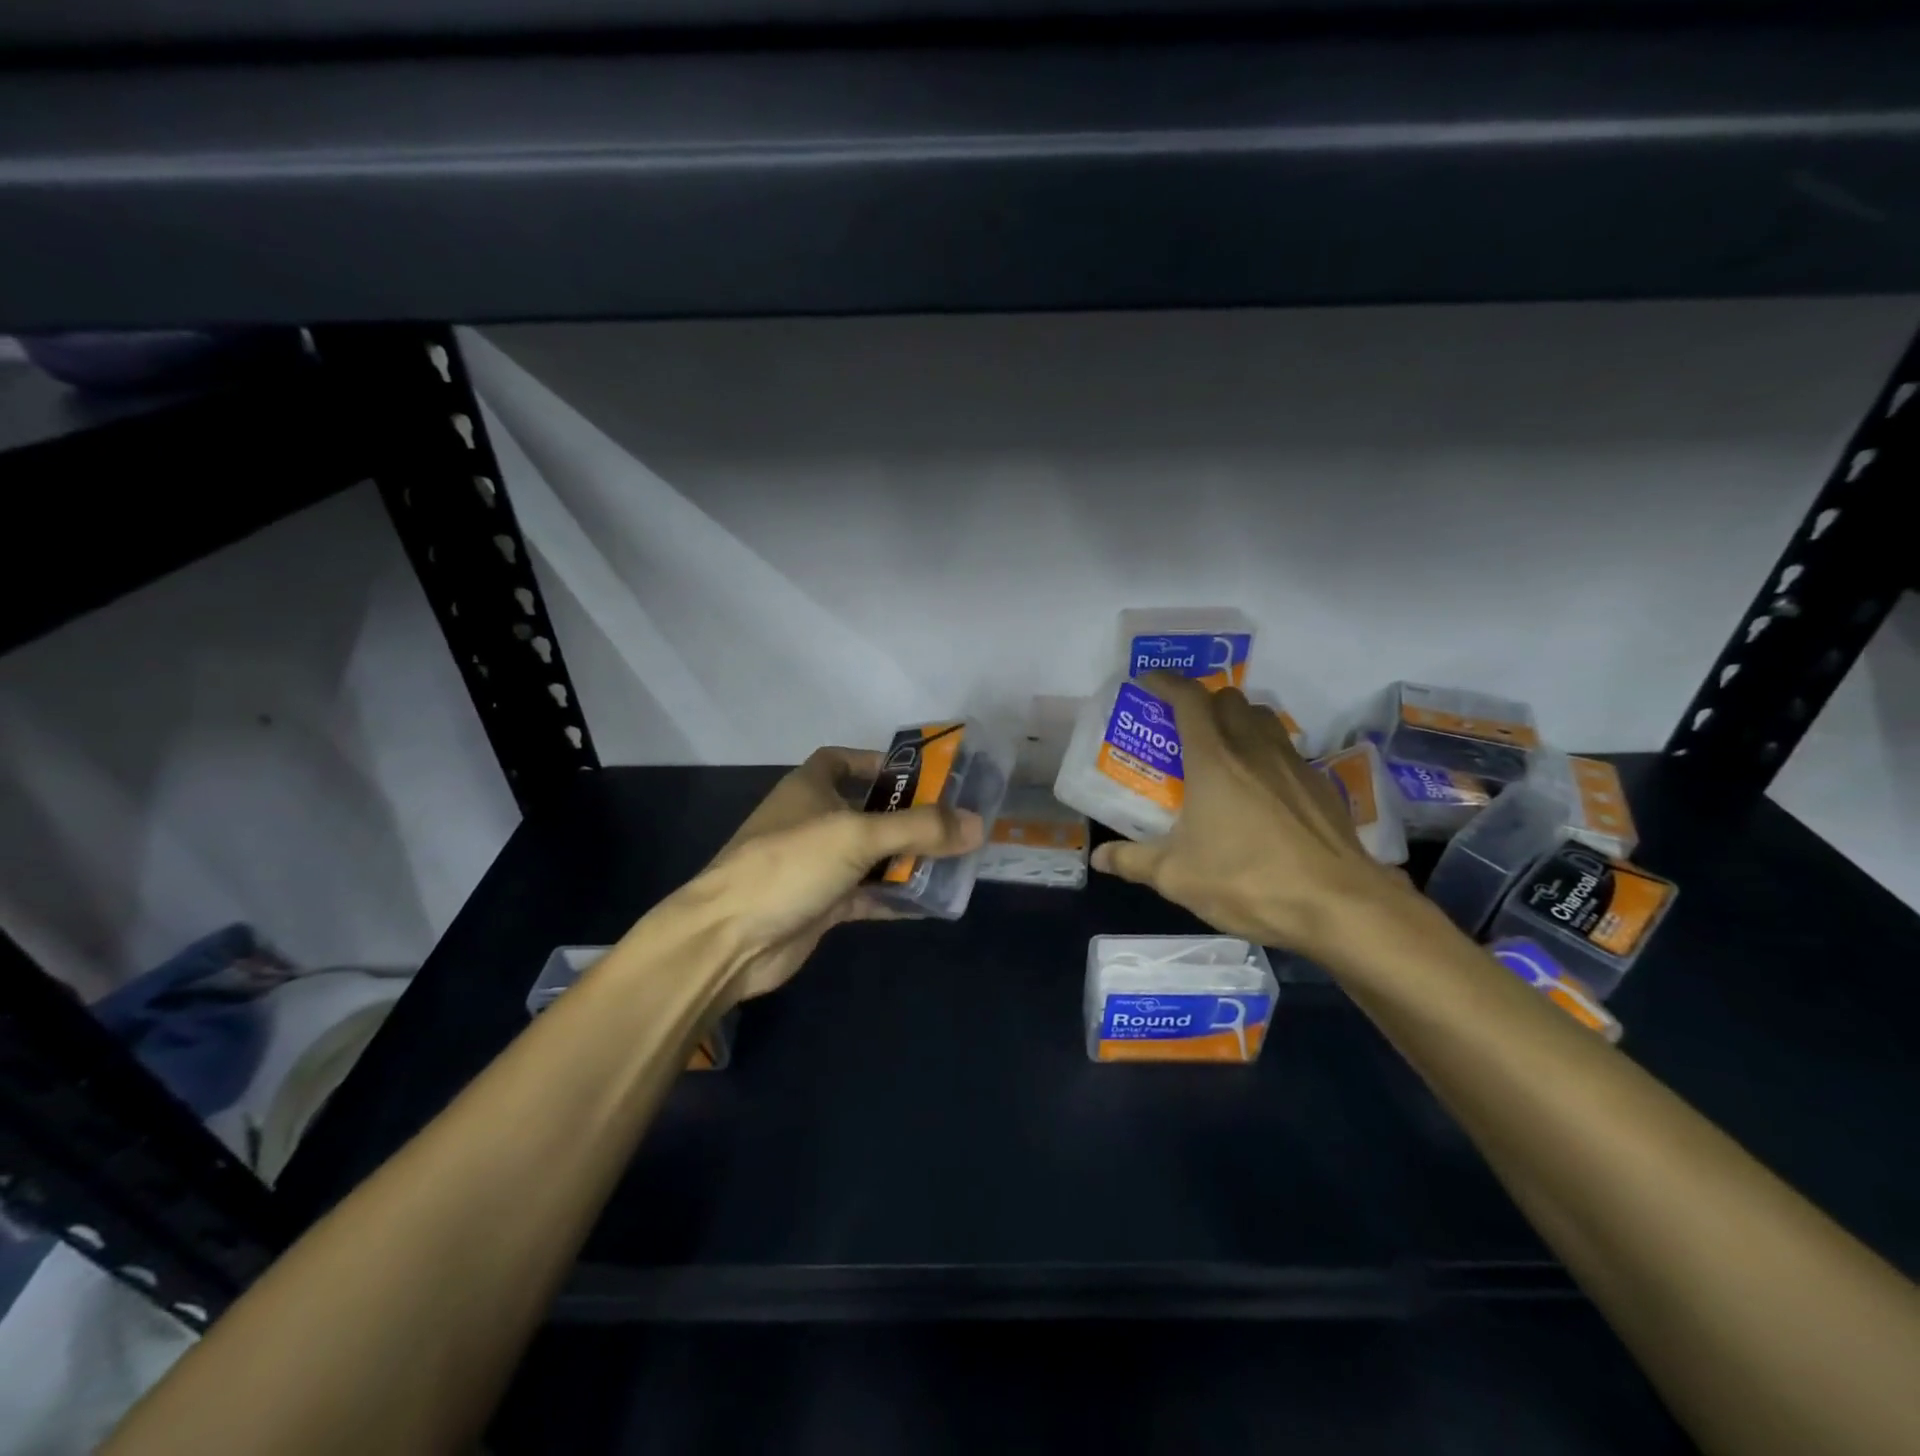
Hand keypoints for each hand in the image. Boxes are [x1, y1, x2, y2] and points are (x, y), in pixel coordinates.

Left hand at [682, 747, 983, 1001]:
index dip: (879, 762)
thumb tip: (977, 825)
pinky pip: (869, 895)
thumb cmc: (790, 865)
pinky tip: (932, 903)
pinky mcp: (822, 905)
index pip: (843, 760)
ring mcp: (817, 866)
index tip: (922, 776)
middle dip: (909, 817)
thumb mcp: (857, 836)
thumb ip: (919, 829)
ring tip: (956, 862)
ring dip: (908, 859)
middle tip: (956, 824)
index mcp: (809, 787)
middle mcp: (813, 821)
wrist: (730, 940)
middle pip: (869, 810)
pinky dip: (896, 897)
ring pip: (872, 855)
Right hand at [1090, 673, 1412, 958]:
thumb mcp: (1176, 876)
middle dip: (1202, 701)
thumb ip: (1133, 861)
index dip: (1166, 682)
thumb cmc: (1247, 880)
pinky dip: (1265, 751)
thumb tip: (1099, 858)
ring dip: (1238, 720)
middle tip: (1182, 726)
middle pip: (1228, 698)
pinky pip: (1286, 749)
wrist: (1338, 905)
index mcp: (1214, 759)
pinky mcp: (1320, 785)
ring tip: (1222, 750)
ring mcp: (1293, 764)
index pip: (1188, 699)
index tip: (1148, 681)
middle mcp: (1254, 748)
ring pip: (1263, 718)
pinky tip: (1260, 789)